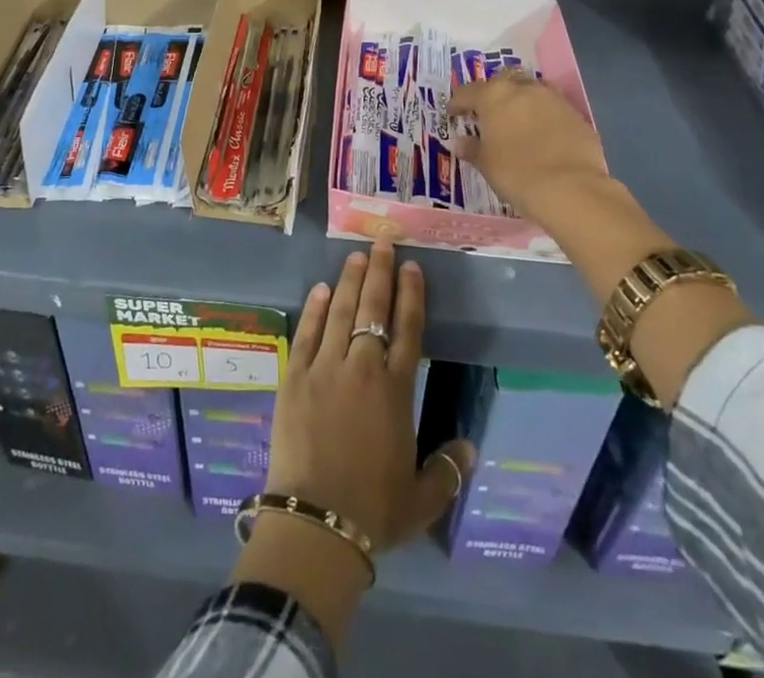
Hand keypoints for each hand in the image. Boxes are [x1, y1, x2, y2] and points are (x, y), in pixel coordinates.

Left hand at [230, 244, 471, 647]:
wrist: (316, 522)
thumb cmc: (374, 510)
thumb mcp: (421, 498)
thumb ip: (447, 471)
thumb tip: (470, 448)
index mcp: (395, 390)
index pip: (408, 328)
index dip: (411, 294)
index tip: (412, 266)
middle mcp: (362, 367)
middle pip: (373, 308)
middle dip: (379, 271)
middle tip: (382, 241)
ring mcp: (324, 368)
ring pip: (339, 311)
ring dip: (348, 281)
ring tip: (355, 255)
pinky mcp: (294, 376)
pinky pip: (306, 333)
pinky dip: (314, 309)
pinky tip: (319, 289)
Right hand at [447, 71, 648, 233]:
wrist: (570, 188)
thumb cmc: (516, 173)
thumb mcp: (486, 164)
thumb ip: (472, 149)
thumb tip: (461, 143)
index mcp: (494, 96)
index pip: (467, 92)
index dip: (457, 102)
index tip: (453, 114)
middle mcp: (524, 89)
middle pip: (503, 81)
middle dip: (493, 93)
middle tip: (488, 113)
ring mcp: (553, 99)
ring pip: (532, 90)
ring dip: (522, 100)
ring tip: (518, 120)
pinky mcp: (577, 115)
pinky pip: (554, 109)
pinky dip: (545, 117)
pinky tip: (544, 136)